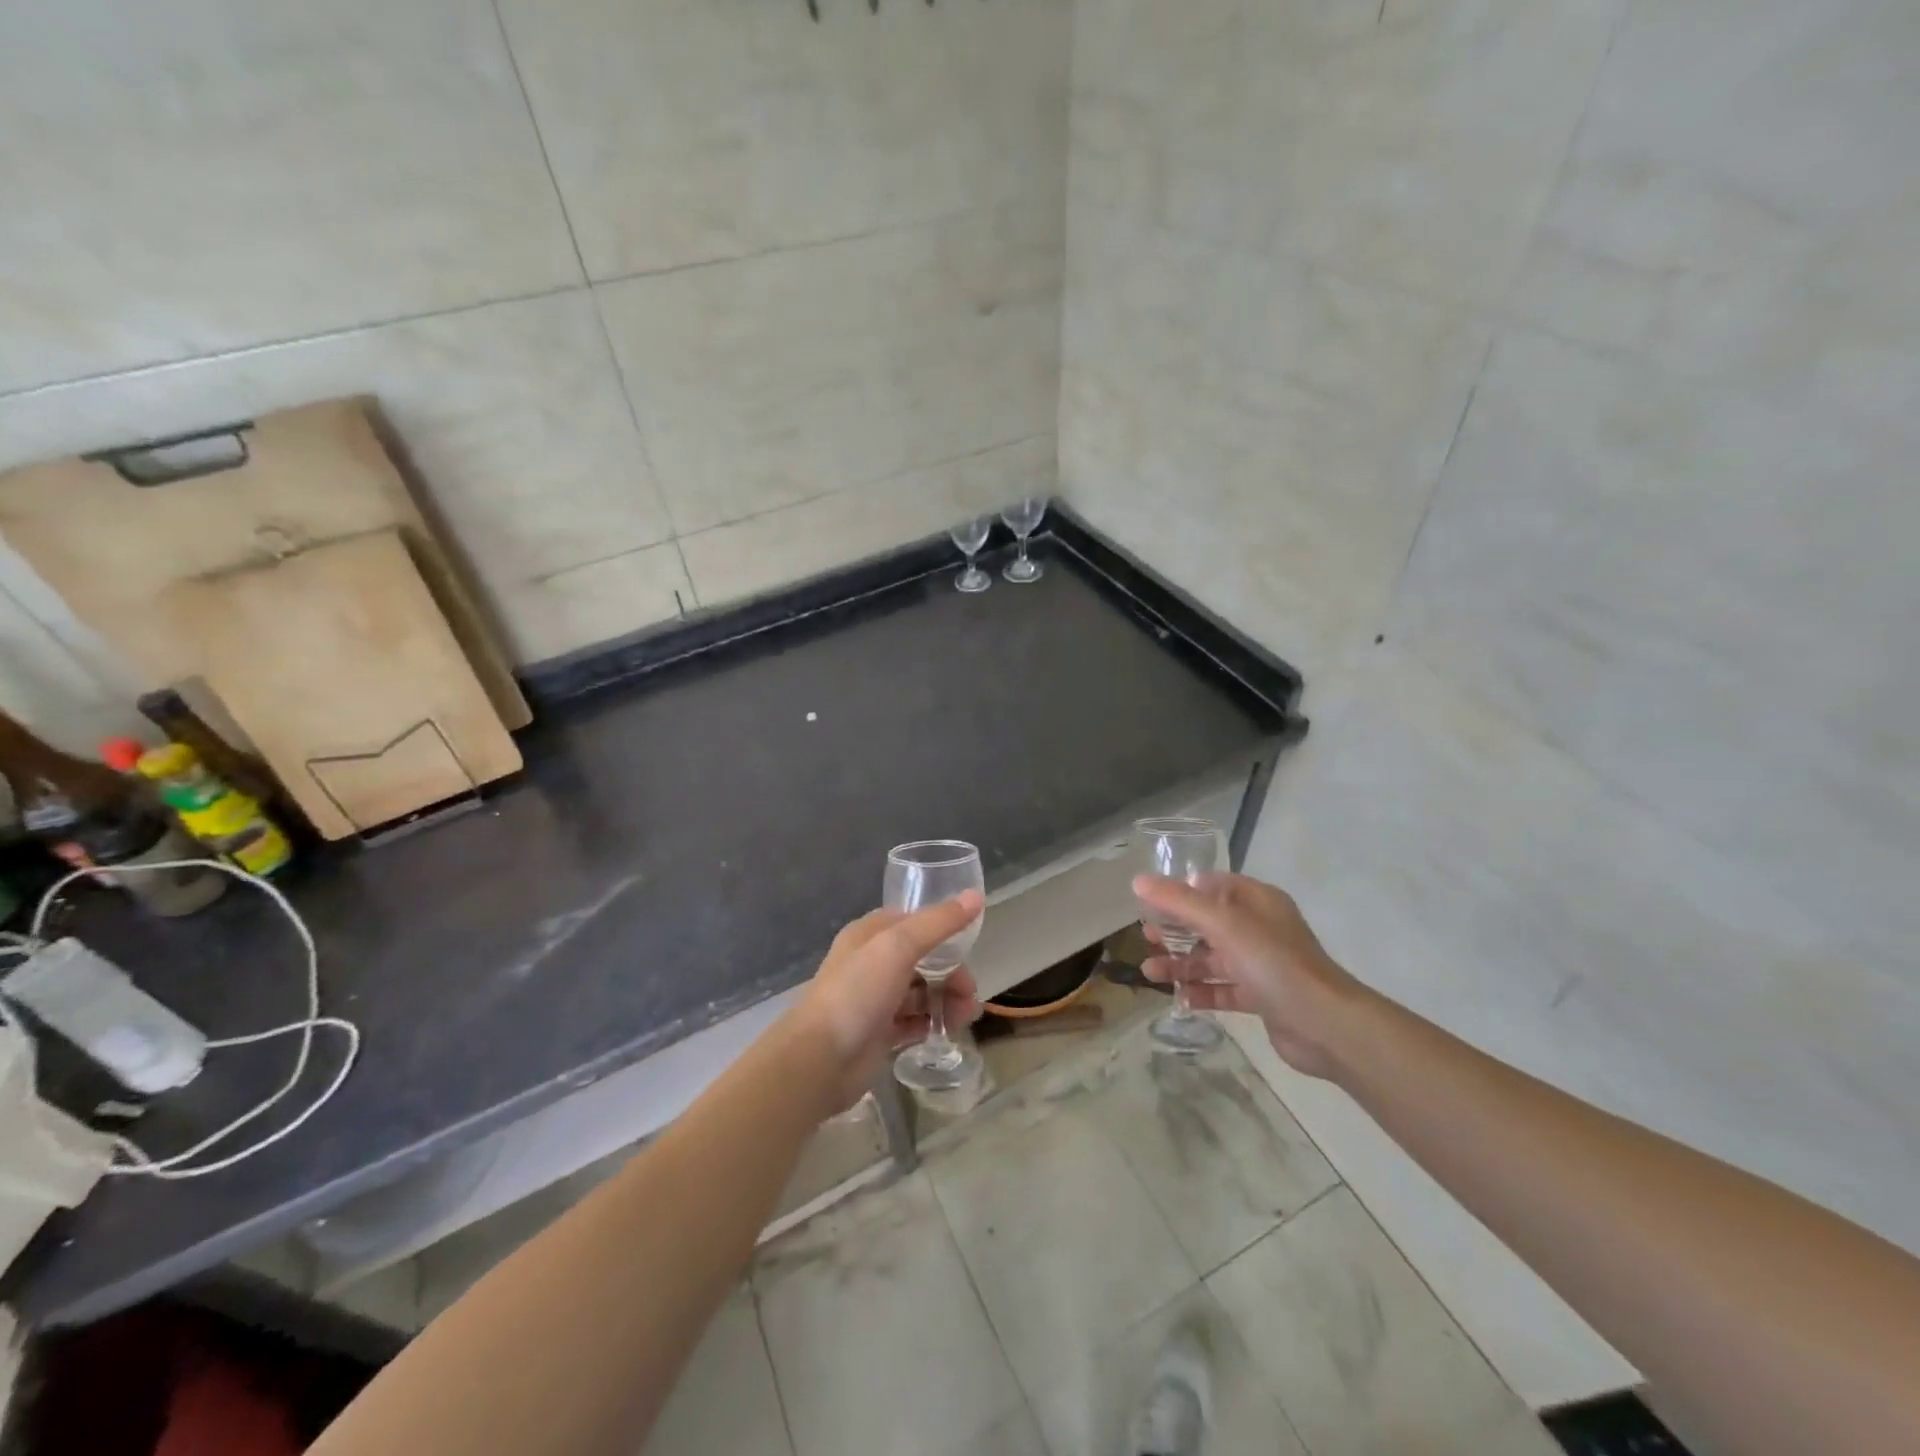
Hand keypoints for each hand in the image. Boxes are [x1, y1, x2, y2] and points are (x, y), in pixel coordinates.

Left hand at [787, 893, 985, 1114]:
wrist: (820, 1060)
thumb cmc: (857, 993)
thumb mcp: (899, 947)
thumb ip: (938, 923)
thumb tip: (976, 896)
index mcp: (870, 934)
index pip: (912, 922)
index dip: (942, 930)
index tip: (969, 946)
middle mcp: (871, 963)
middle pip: (922, 959)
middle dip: (951, 973)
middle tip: (969, 995)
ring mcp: (875, 999)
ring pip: (921, 992)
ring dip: (946, 1000)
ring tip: (963, 1018)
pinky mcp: (879, 1033)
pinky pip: (913, 1022)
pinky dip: (930, 1024)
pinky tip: (944, 1032)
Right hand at [1133, 872, 1361, 1077]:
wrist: (1325, 1025)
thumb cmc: (1274, 963)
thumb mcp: (1224, 924)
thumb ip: (1180, 902)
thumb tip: (1138, 881)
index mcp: (1257, 901)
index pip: (1212, 886)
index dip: (1181, 891)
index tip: (1149, 901)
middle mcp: (1259, 929)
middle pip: (1208, 923)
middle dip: (1175, 930)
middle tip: (1146, 937)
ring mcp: (1261, 965)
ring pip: (1213, 958)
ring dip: (1181, 964)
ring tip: (1149, 972)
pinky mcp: (1262, 998)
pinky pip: (1224, 990)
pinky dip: (1201, 993)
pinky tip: (1178, 999)